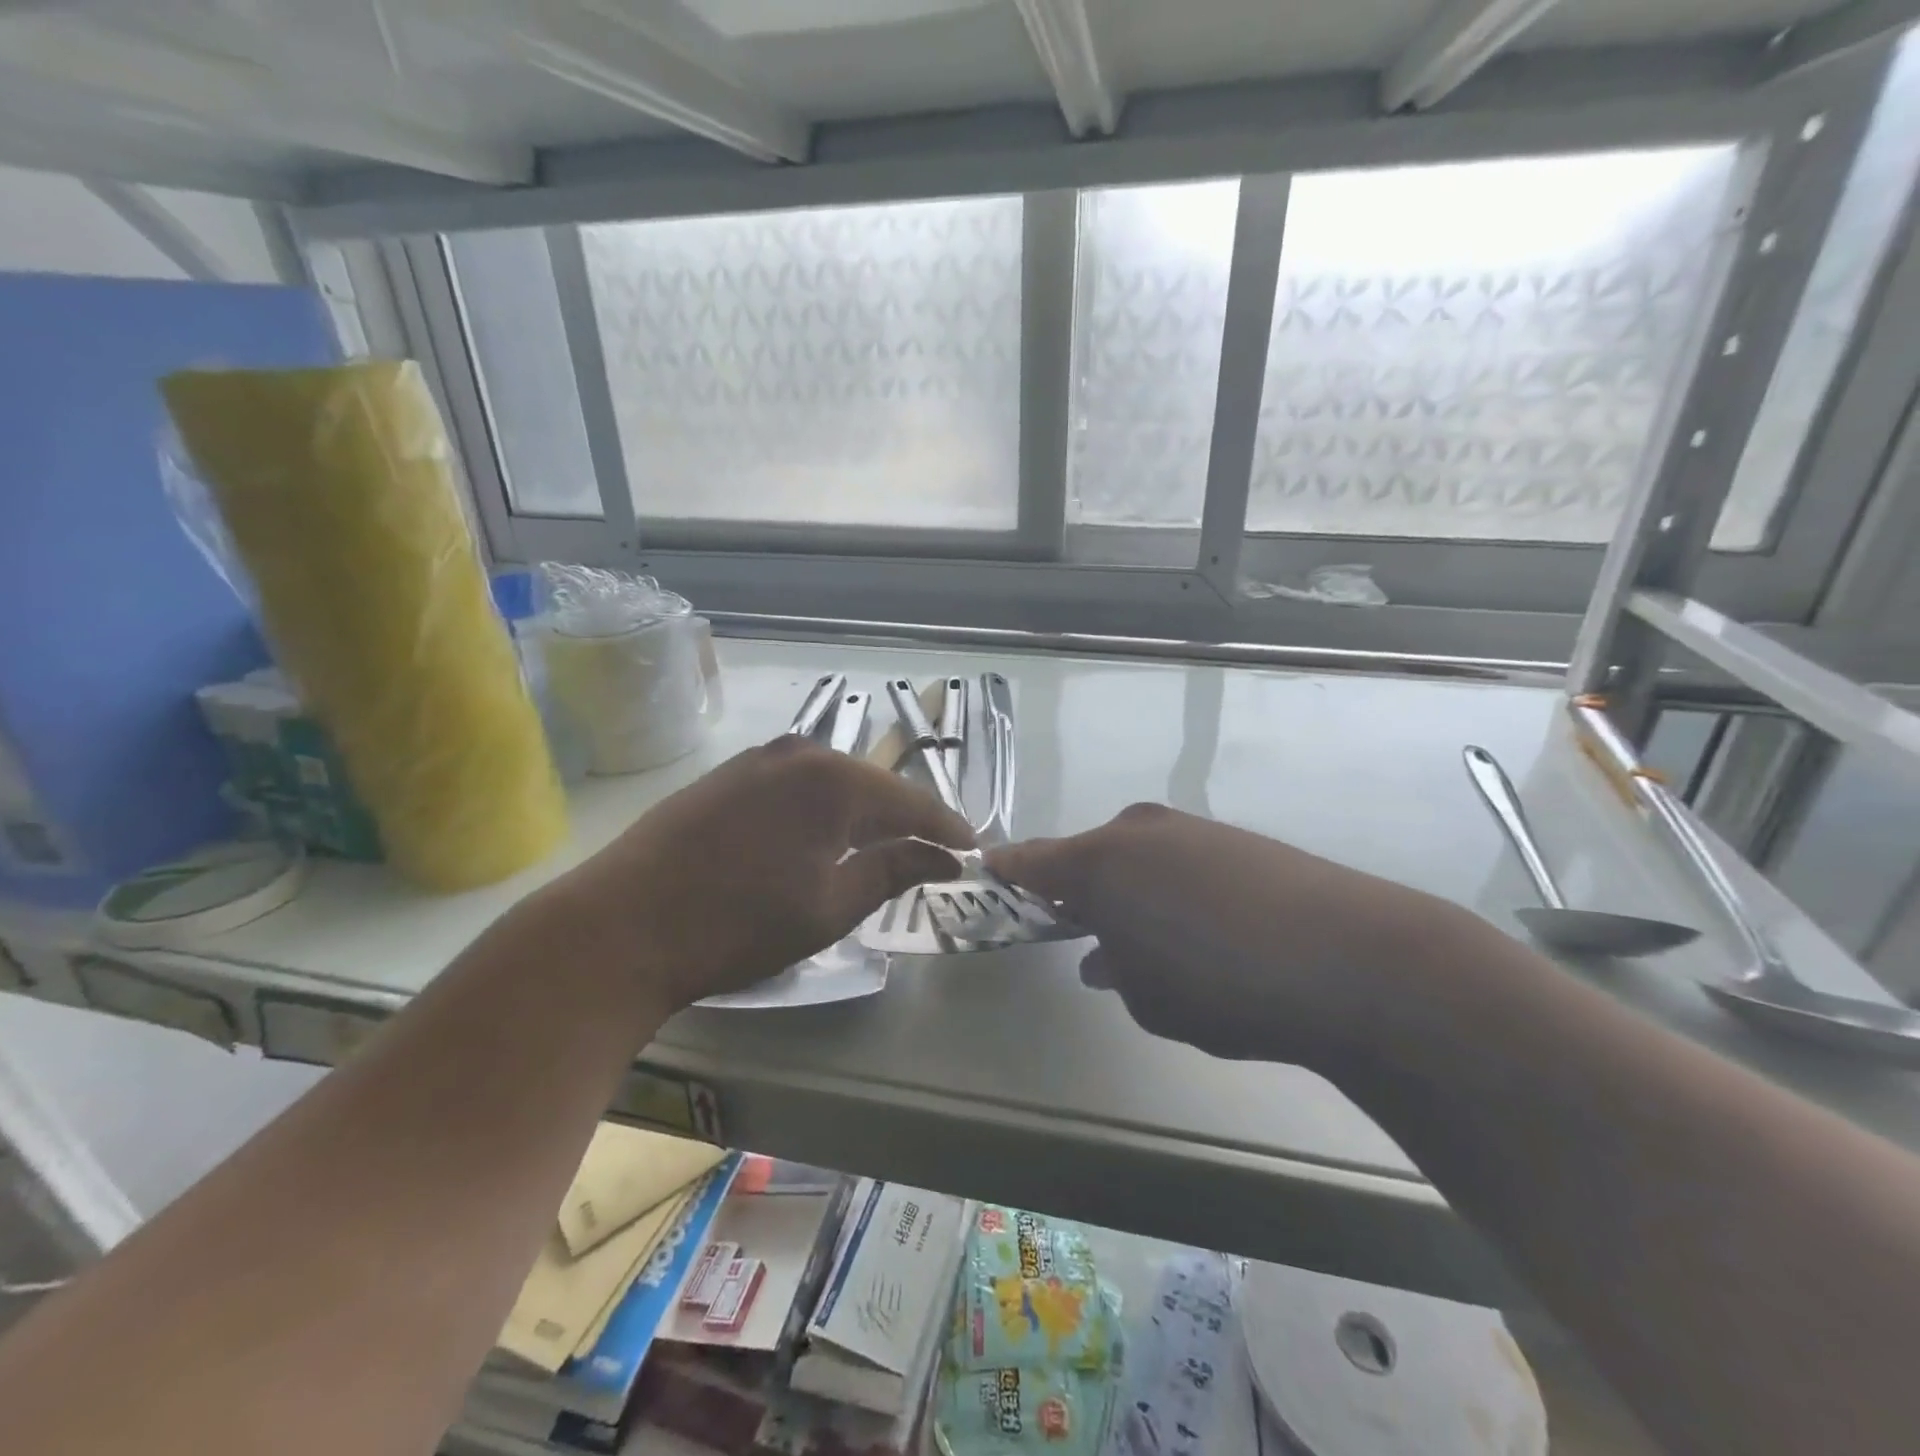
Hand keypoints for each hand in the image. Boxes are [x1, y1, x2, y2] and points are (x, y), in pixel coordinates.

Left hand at [545, 737, 973, 1011]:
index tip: (973, 852)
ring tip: (884, 849)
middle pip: (873, 787)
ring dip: (861, 816)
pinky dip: (821, 813)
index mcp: (833, 780)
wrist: (619, 927)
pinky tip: (822, 839)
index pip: (911, 802)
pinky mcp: (727, 777)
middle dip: (905, 821)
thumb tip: (943, 857)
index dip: (946, 829)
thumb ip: (893, 871)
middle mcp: (799, 753)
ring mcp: (757, 760)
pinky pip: (795, 788)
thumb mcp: (829, 907)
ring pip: (832, 786)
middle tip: (932, 854)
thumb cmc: (737, 924)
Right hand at [988, 803, 1468, 1066]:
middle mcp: (1136, 830)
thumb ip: (1114, 969)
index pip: (1028, 860)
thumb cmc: (1222, 986)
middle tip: (1082, 934)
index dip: (1005, 874)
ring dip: (1128, 892)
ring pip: (1135, 858)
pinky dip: (1170, 887)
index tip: (988, 884)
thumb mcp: (1148, 998)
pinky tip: (1201, 928)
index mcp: (1098, 862)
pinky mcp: (1234, 837)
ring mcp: (1189, 828)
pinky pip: (1177, 859)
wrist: (1351, 958)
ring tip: (1149, 940)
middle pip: (1085, 856)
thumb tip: (1104, 956)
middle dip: (1076, 892)